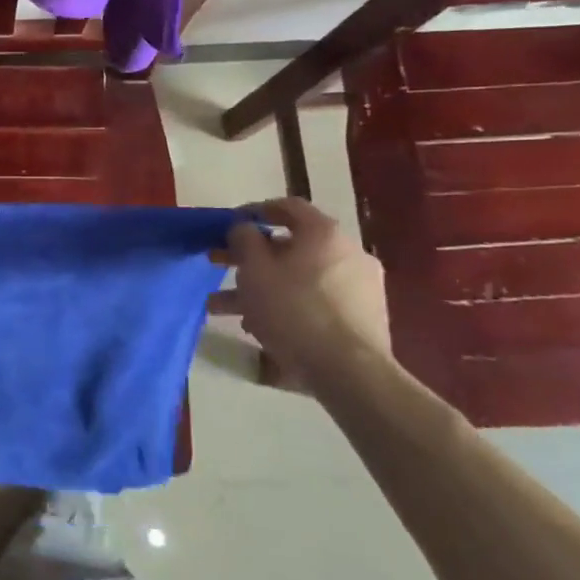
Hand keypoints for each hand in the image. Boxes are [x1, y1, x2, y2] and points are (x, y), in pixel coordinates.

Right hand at [209, 197, 389, 388]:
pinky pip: (315, 303)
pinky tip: (259, 329)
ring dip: (260, 289)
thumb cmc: (294, 310)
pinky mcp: (362, 319)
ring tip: (223, 309)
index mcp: (324, 234)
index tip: (230, 225)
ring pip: (298, 280)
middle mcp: (348, 253)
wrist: (350, 372)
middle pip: (290, 247)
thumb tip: (245, 229)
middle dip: (248, 258)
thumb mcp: (254, 269)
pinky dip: (286, 307)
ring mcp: (359, 288)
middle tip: (217, 265)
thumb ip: (244, 240)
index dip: (254, 211)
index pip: (287, 207)